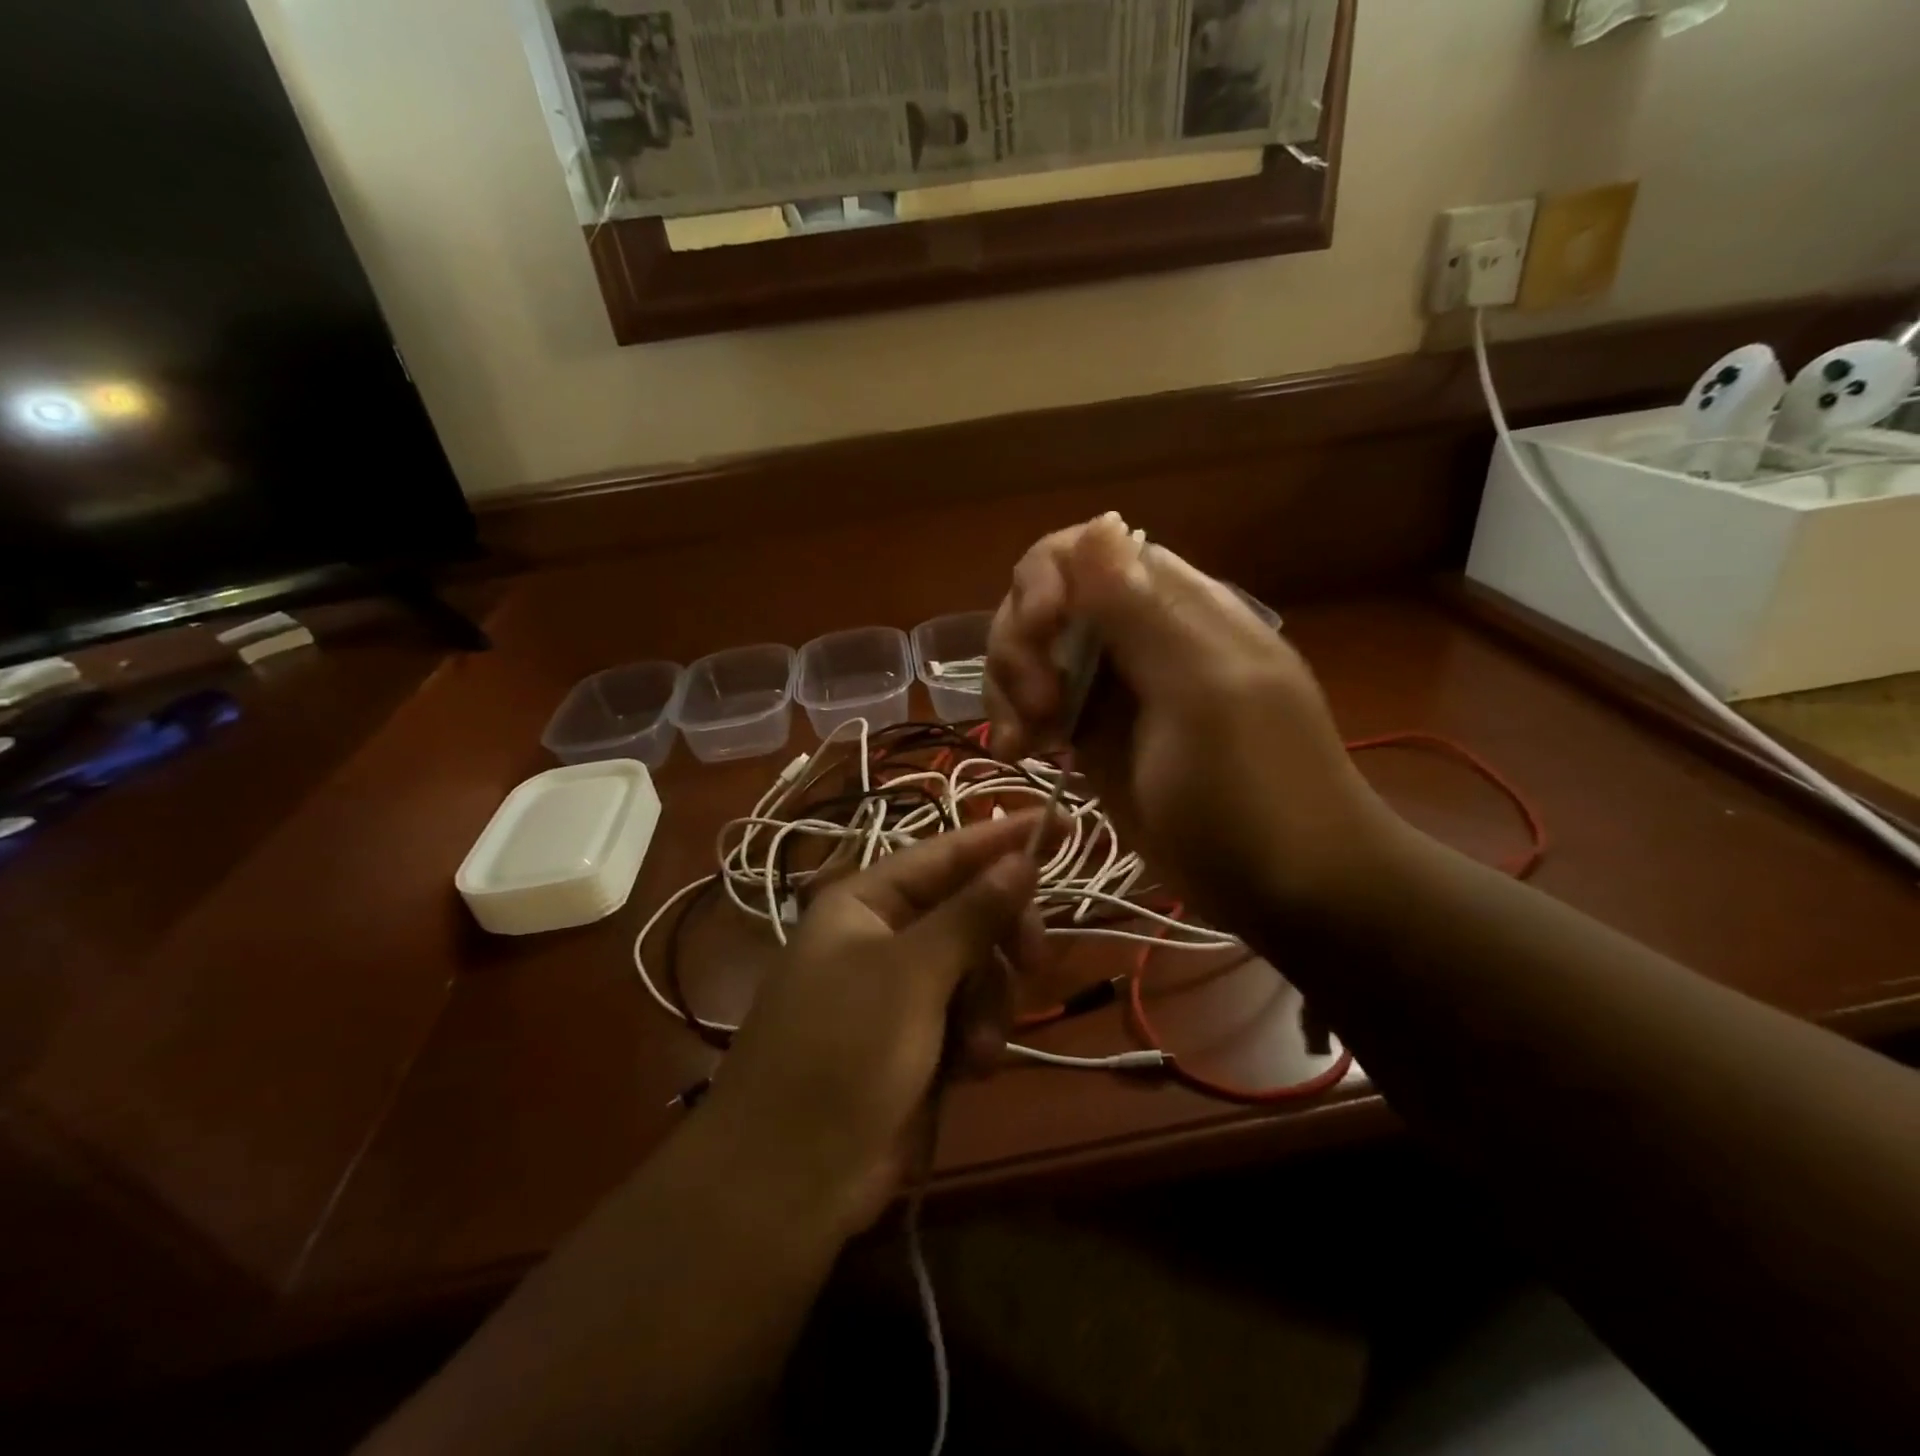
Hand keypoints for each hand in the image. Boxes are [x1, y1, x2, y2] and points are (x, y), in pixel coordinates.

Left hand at [699, 812, 1042, 1234]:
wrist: (790, 1178)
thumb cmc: (844, 1051)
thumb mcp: (913, 974)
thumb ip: (972, 913)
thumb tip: (1022, 857)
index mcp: (864, 901)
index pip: (945, 853)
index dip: (1002, 837)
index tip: (1063, 821)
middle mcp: (881, 936)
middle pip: (968, 911)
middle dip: (1002, 939)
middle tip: (1034, 959)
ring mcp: (897, 990)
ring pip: (975, 968)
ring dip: (989, 1004)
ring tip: (978, 1048)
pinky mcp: (912, 1040)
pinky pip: (967, 1015)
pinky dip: (976, 1038)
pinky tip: (968, 1069)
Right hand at [984, 513, 1395, 934]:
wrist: (1287, 888)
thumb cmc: (1254, 789)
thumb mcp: (1201, 695)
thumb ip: (1142, 614)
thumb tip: (1098, 522)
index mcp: (1172, 606)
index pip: (1084, 553)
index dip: (1045, 580)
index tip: (1038, 632)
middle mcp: (1135, 636)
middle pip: (1044, 603)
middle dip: (1020, 644)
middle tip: (1037, 706)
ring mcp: (1112, 689)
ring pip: (1031, 655)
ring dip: (1009, 687)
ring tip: (1022, 743)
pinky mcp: (1094, 737)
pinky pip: (1037, 707)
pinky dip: (1016, 722)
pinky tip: (1018, 754)